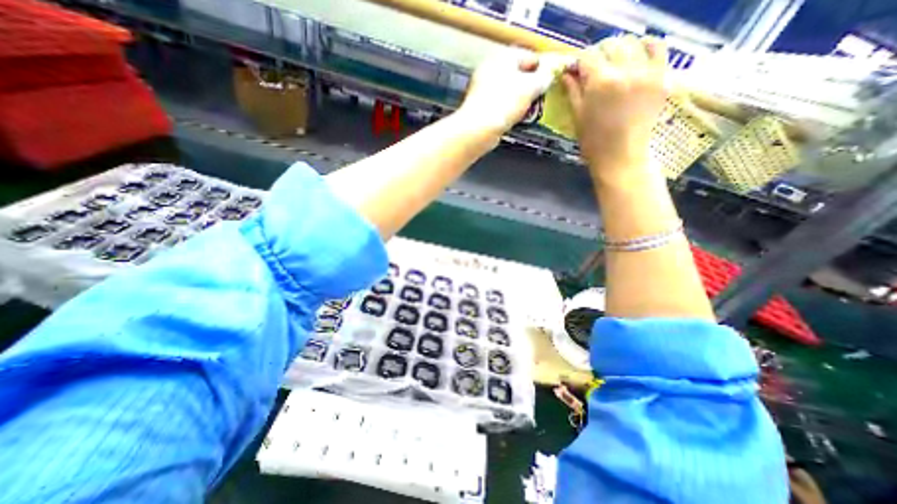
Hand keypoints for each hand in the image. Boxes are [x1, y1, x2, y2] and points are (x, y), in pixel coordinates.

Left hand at [457, 46, 557, 136]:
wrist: (478, 129)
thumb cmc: (504, 104)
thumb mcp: (531, 87)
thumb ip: (544, 77)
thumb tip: (549, 74)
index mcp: (503, 56)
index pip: (530, 55)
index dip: (543, 68)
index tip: (551, 80)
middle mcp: (490, 68)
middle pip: (517, 74)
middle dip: (530, 86)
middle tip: (539, 97)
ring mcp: (481, 88)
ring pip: (507, 91)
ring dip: (519, 100)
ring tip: (528, 111)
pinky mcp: (478, 106)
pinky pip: (498, 105)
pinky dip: (507, 110)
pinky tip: (513, 119)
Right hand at [562, 35, 668, 181]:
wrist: (621, 156)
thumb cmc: (593, 142)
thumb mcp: (578, 116)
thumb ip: (573, 91)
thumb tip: (567, 73)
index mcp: (600, 82)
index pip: (588, 57)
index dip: (579, 62)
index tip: (576, 71)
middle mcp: (625, 70)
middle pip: (611, 45)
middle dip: (599, 54)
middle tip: (594, 68)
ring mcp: (647, 72)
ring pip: (634, 43)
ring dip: (621, 49)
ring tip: (615, 63)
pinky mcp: (662, 77)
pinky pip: (659, 48)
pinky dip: (647, 47)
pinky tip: (637, 57)